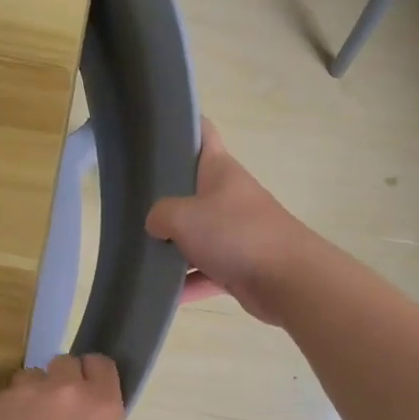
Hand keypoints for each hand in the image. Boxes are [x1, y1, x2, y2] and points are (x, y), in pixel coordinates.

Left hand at [0, 354, 131, 419]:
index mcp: (101, 407)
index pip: (101, 364)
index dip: (94, 378)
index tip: (89, 397)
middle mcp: (62, 390)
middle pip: (64, 363)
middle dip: (62, 384)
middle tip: (56, 417)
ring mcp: (20, 396)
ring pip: (29, 379)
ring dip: (31, 398)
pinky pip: (0, 402)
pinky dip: (3, 418)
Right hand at [146, 120, 312, 324]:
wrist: (288, 280)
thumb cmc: (236, 234)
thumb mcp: (184, 217)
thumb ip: (160, 215)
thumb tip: (156, 225)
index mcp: (220, 170)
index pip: (202, 133)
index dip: (182, 124)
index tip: (155, 128)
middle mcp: (229, 197)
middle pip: (193, 190)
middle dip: (165, 197)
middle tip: (130, 201)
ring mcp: (236, 233)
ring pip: (197, 236)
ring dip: (173, 247)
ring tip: (139, 253)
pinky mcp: (240, 267)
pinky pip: (206, 273)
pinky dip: (188, 284)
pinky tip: (162, 295)